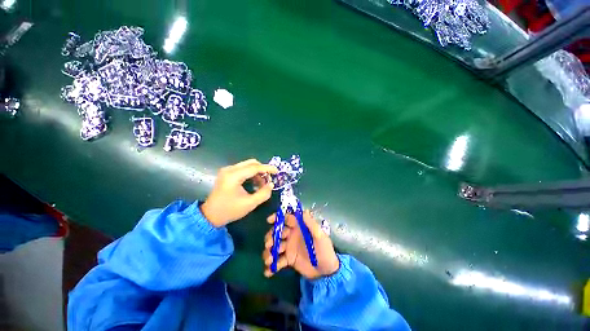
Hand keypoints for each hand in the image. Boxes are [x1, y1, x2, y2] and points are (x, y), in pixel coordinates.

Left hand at [201, 159, 277, 226]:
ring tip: (261, 184)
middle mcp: (229, 169)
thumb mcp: (250, 204)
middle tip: (269, 179)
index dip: (267, 168)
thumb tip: (271, 184)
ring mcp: (227, 170)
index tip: (277, 171)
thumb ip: (263, 194)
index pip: (254, 167)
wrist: (210, 216)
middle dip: (262, 169)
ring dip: (257, 172)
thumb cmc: (229, 210)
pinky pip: (243, 169)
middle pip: (251, 163)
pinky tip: (254, 183)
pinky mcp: (227, 173)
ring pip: (247, 165)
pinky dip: (251, 174)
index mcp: (234, 176)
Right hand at [262, 210, 338, 279]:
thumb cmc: (325, 250)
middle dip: (271, 237)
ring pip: (275, 247)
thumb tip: (303, 211)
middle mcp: (292, 236)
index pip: (286, 219)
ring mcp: (290, 248)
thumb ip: (311, 224)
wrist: (327, 271)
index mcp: (299, 228)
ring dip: (269, 252)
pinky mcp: (289, 260)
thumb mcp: (320, 236)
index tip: (269, 221)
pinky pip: (278, 261)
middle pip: (277, 233)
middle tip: (269, 245)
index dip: (277, 218)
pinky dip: (272, 267)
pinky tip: (268, 272)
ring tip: (269, 260)